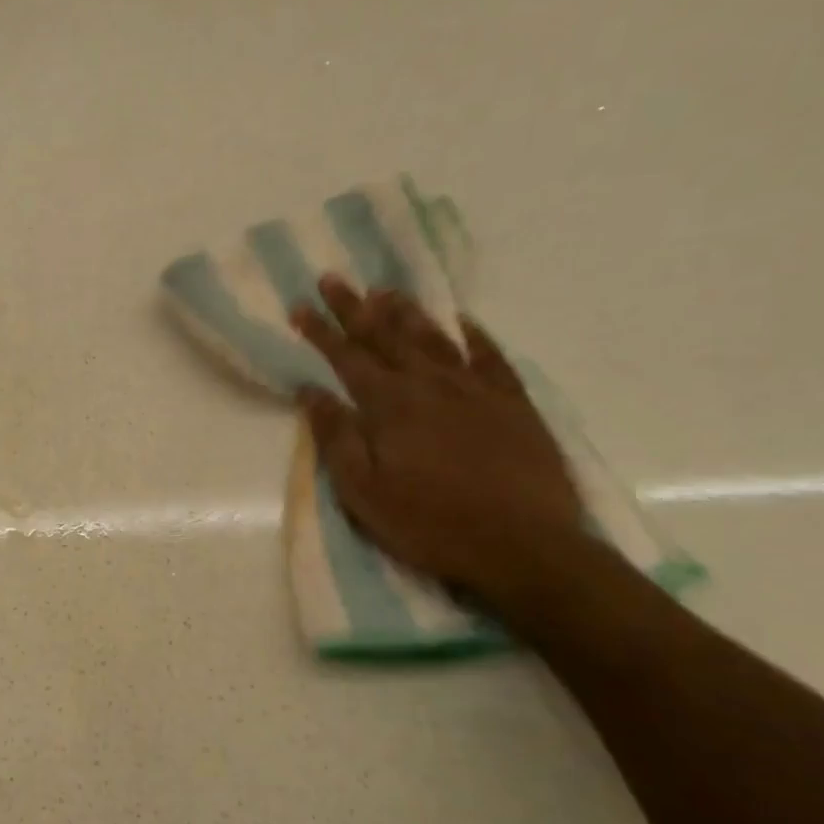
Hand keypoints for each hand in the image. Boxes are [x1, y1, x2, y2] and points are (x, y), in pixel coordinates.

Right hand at [290, 278, 583, 603]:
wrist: (524, 545)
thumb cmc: (430, 523)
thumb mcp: (363, 491)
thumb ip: (336, 437)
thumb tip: (310, 392)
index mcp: (390, 406)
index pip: (346, 358)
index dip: (320, 331)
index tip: (299, 306)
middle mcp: (430, 385)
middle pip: (386, 336)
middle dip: (356, 308)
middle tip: (335, 278)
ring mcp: (476, 390)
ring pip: (434, 339)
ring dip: (406, 312)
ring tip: (386, 290)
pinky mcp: (513, 404)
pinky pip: (490, 357)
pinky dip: (473, 335)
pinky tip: (462, 321)